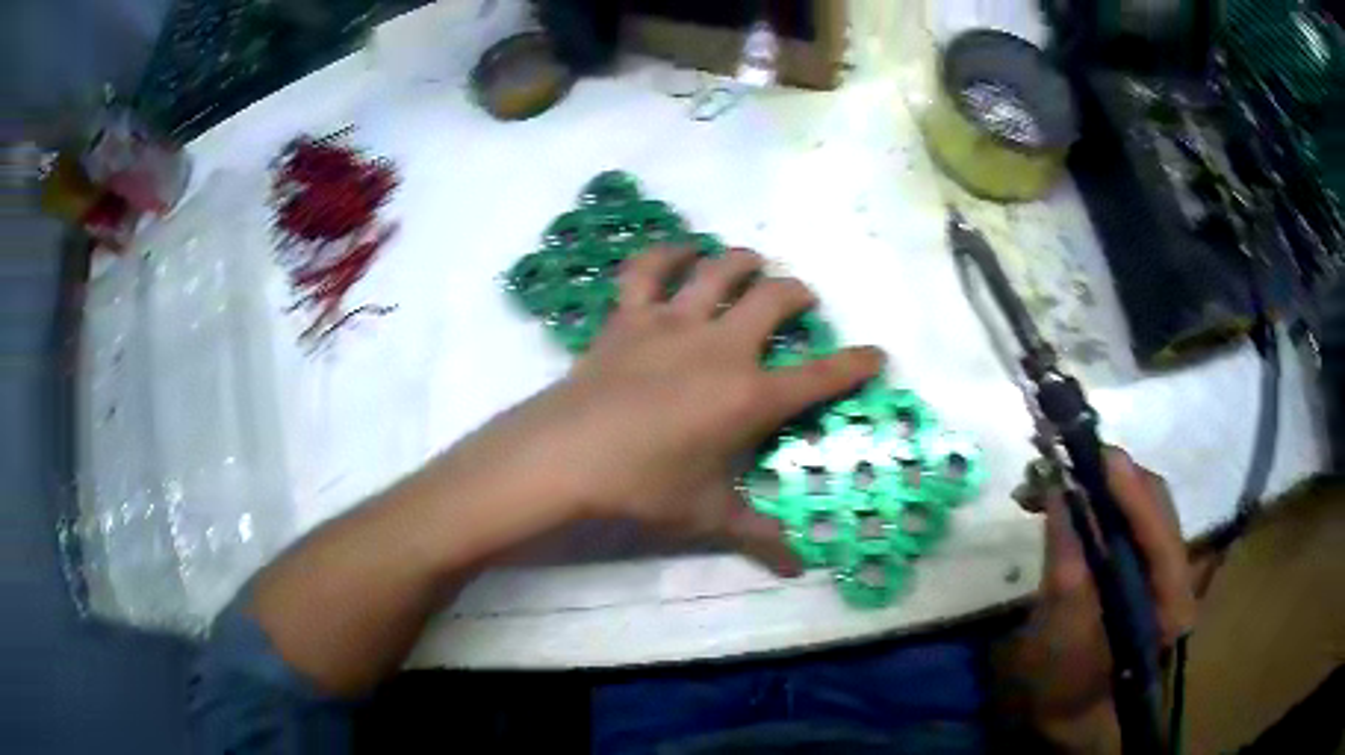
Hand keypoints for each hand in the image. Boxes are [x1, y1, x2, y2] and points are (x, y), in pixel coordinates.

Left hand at [446, 246, 884, 574]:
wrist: (565, 457)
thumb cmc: (642, 487)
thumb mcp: (706, 515)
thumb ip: (758, 536)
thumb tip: (798, 567)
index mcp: (749, 396)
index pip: (820, 376)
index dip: (855, 364)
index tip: (876, 354)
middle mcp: (721, 347)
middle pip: (775, 298)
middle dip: (798, 293)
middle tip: (801, 301)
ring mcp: (673, 323)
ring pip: (719, 269)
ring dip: (743, 260)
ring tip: (751, 262)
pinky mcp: (629, 316)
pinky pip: (647, 269)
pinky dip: (665, 253)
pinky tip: (678, 251)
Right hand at [997, 449, 1196, 749]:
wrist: (1072, 716)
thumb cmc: (1067, 688)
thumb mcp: (1062, 636)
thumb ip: (1066, 566)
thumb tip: (1059, 495)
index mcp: (1170, 602)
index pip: (1161, 533)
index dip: (1133, 493)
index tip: (1098, 458)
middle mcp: (1176, 575)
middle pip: (1155, 506)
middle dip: (1113, 478)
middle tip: (1065, 462)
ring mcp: (1160, 568)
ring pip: (1139, 507)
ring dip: (1100, 486)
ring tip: (1051, 481)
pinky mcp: (1139, 566)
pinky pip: (1123, 522)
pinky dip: (1095, 505)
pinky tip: (1063, 506)